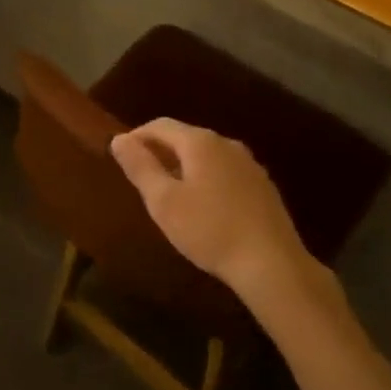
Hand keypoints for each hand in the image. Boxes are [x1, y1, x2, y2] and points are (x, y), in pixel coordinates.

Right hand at [109, 119, 312, 304]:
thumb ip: (140, 167)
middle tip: (142, 175)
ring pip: (207, 155)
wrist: (272, 263)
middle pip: (185, 137)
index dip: (137, 136)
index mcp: (200, 142)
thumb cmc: (210, 230)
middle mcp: (226, 143)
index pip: (160, 125)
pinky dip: (206, 178)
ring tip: (169, 192)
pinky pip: (225, 171)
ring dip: (184, 166)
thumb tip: (119, 139)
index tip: (122, 155)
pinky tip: (204, 206)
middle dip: (160, 151)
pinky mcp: (262, 185)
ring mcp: (248, 163)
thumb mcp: (164, 202)